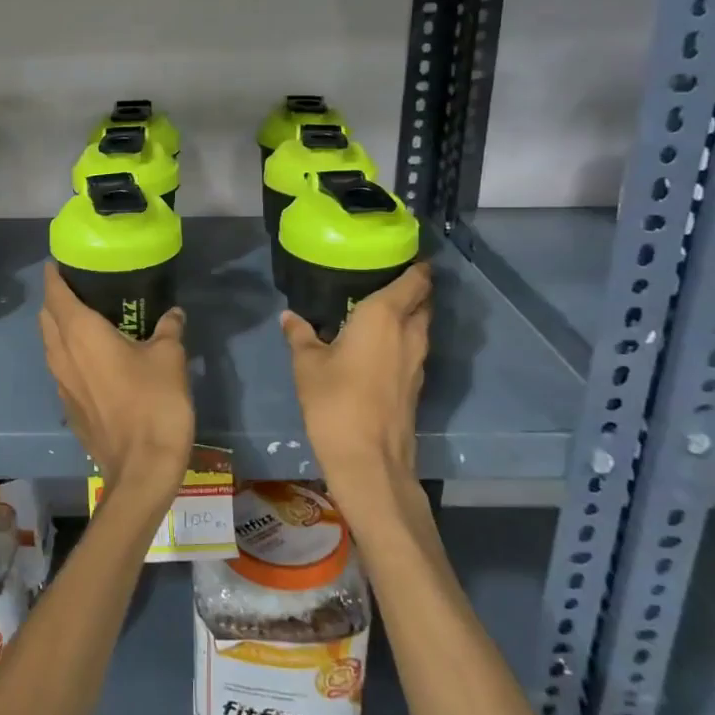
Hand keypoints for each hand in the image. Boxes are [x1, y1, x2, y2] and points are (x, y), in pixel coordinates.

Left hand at [40, 264, 194, 499]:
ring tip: (87, 318)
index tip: (62, 261)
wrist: (142, 468)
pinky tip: (94, 359)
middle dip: (56, 298)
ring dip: (60, 328)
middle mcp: (62, 354)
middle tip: (81, 287)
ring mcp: (61, 384)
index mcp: (80, 333)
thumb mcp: (169, 357)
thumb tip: (173, 314)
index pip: (55, 293)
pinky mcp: (69, 408)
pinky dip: (69, 354)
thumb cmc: (154, 402)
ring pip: (51, 344)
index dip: (54, 274)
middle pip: (46, 317)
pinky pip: (61, 369)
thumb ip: (168, 329)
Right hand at [282, 263, 432, 502]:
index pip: (415, 279)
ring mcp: (418, 362)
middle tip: (383, 279)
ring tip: (378, 308)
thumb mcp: (307, 364)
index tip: (400, 253)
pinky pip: (415, 348)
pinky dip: (403, 338)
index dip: (415, 264)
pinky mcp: (416, 385)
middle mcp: (409, 333)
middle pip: (424, 301)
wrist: (369, 460)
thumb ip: (300, 335)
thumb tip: (289, 316)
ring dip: (409, 314)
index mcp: (385, 316)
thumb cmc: (335, 402)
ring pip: (422, 326)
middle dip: (413, 287)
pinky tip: (378, 345)